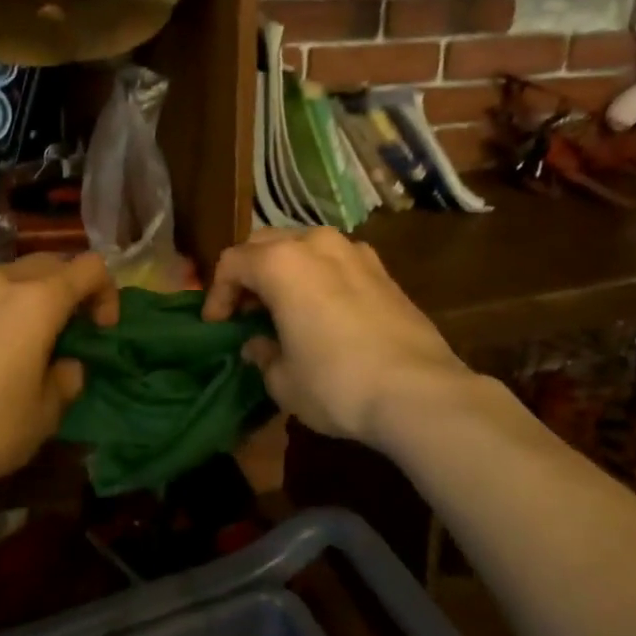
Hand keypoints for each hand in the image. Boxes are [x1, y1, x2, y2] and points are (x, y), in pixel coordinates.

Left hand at [0, 254, 116, 500]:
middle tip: (64, 328)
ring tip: (14, 336)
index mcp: (38, 300)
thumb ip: (66, 377)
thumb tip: (65, 364)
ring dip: (22, 296)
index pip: (90, 267)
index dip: (105, 291)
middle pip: (48, 263)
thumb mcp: (47, 413)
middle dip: (66, 287)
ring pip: (3, 276)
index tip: (100, 328)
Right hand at [202, 228, 472, 449]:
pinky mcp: (382, 270)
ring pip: (304, 246)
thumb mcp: (283, 380)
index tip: (217, 324)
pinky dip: (319, 276)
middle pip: (266, 244)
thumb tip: (259, 344)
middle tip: (246, 310)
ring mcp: (354, 252)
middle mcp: (315, 244)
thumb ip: (263, 354)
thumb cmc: (336, 383)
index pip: (232, 263)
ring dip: (286, 269)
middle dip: (249, 273)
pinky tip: (324, 308)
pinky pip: (336, 261)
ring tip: (284, 305)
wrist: (418, 392)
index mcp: (280, 263)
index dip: (218, 294)